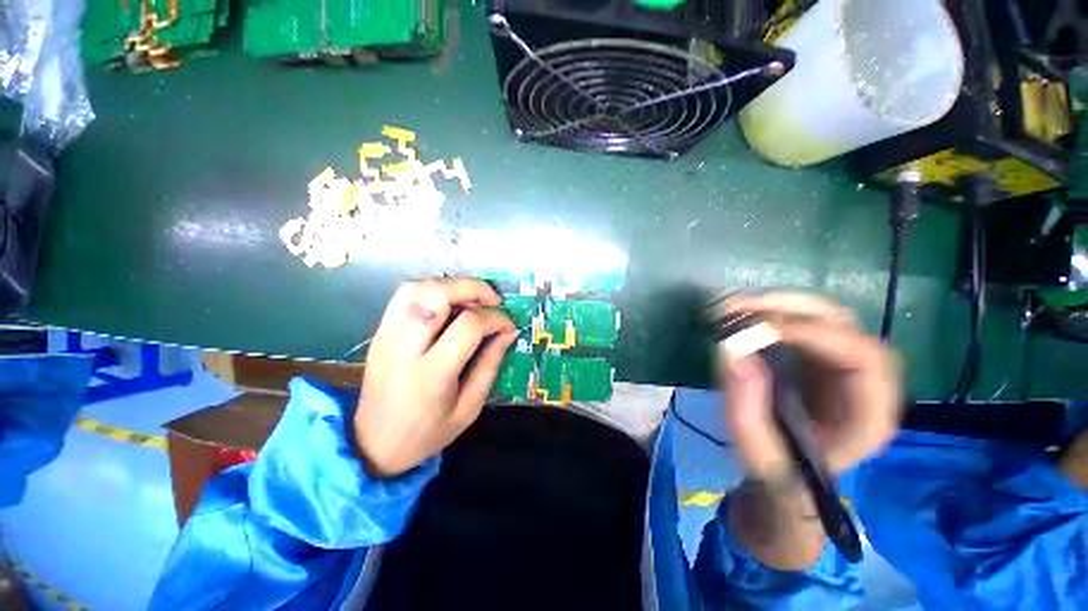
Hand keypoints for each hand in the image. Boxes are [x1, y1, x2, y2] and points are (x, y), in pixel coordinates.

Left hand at [354, 278, 517, 477]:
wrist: (371, 444)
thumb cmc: (426, 433)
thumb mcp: (469, 408)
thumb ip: (490, 365)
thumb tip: (508, 332)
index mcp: (431, 373)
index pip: (468, 326)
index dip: (495, 318)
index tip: (508, 325)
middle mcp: (404, 347)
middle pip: (436, 294)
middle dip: (472, 288)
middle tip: (492, 300)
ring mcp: (386, 336)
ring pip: (416, 287)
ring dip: (450, 285)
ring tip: (472, 300)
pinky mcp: (379, 332)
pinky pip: (405, 295)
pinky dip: (432, 290)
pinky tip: (449, 304)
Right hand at [719, 293, 901, 479]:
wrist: (788, 476)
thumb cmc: (778, 470)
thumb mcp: (757, 451)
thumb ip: (745, 408)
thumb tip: (733, 352)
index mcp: (868, 416)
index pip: (863, 358)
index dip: (815, 335)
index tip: (760, 330)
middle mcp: (866, 382)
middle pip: (845, 327)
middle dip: (791, 310)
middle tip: (739, 309)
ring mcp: (843, 365)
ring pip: (823, 317)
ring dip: (778, 305)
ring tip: (734, 307)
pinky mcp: (819, 357)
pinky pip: (802, 323)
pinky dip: (771, 312)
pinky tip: (742, 314)